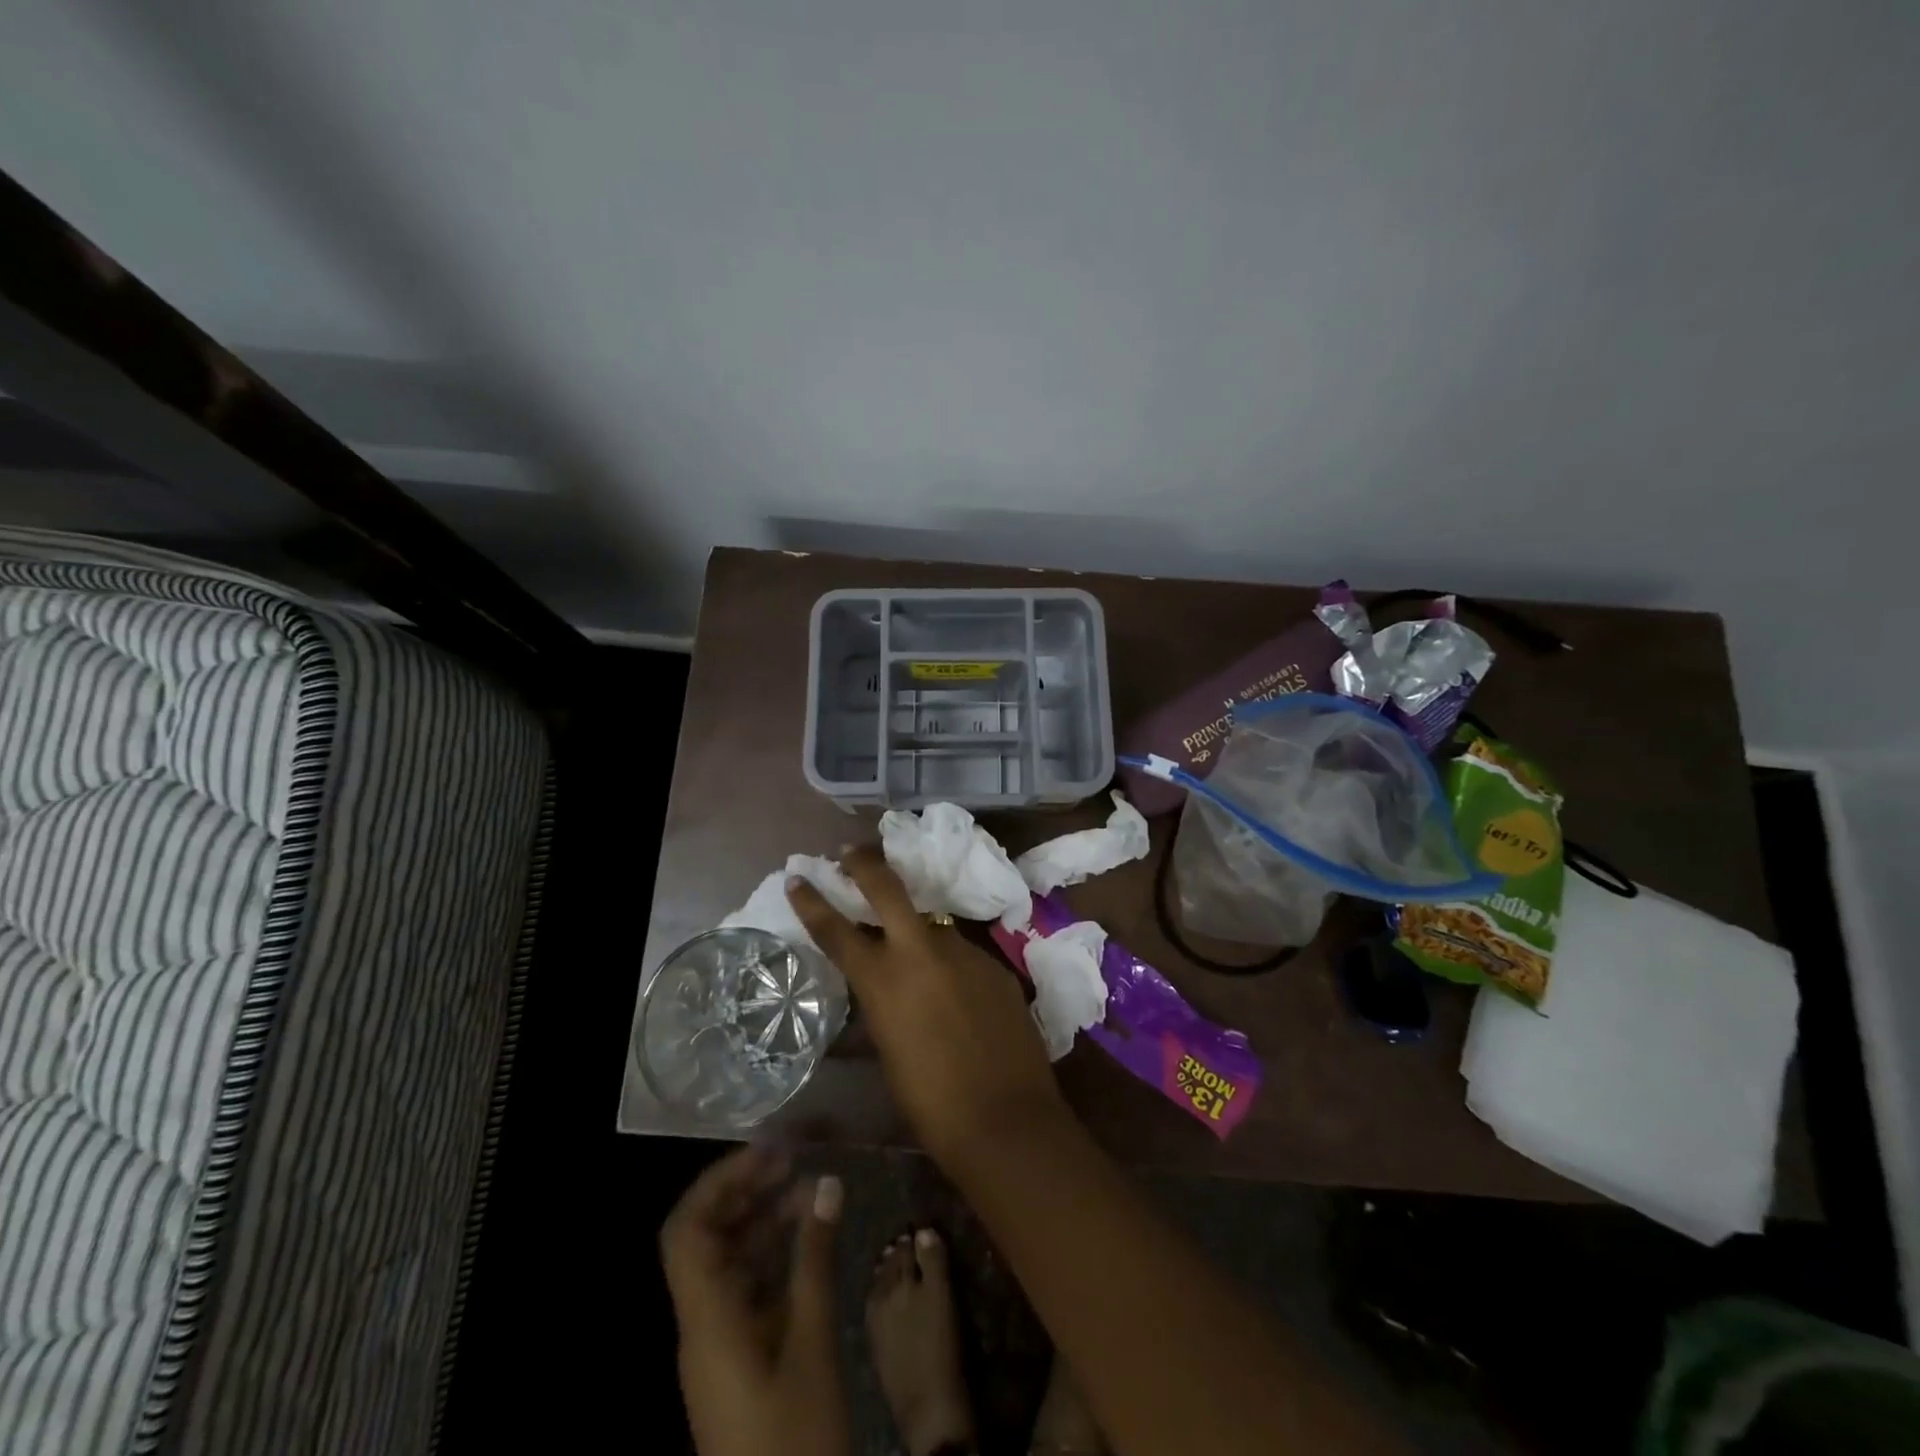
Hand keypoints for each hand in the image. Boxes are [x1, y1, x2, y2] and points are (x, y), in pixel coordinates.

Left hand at [660, 1145, 846, 1455]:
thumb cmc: (795, 1436)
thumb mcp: (812, 1342)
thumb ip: (815, 1258)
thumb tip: (826, 1184)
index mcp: (706, 1318)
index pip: (686, 1230)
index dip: (719, 1182)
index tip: (765, 1151)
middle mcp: (702, 1323)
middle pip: (705, 1238)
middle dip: (745, 1191)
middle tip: (792, 1158)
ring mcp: (719, 1343)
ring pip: (729, 1261)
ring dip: (764, 1220)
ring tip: (810, 1188)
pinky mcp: (738, 1359)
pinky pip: (746, 1288)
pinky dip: (774, 1255)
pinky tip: (810, 1239)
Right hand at [786, 846, 1067, 1169]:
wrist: (1007, 1120)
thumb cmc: (931, 1103)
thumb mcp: (889, 1050)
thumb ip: (883, 1006)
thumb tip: (882, 988)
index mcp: (884, 980)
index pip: (837, 930)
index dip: (812, 902)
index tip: (798, 877)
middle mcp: (922, 953)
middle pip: (888, 890)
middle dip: (865, 864)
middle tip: (851, 851)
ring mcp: (964, 953)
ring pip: (932, 925)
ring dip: (917, 930)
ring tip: (914, 953)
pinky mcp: (996, 964)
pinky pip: (962, 954)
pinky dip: (950, 963)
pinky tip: (957, 993)